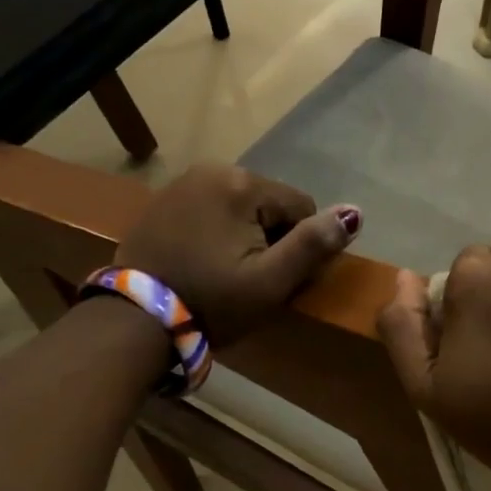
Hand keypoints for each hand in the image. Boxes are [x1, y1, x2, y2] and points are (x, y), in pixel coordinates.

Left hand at [113, 164, 360, 346]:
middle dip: (272, 237)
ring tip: (229, 272)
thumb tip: (355, 212)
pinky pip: (213, 211)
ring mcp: (182, 183)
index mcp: (241, 184)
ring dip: (247, 236)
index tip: (275, 276)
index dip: (299, 246)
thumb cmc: (213, 301)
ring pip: (243, 208)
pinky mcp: (164, 201)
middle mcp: (212, 169)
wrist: (135, 321)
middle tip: (252, 278)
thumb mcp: (272, 281)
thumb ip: (315, 244)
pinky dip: (220, 233)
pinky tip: (206, 262)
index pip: (301, 207)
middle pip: (271, 205)